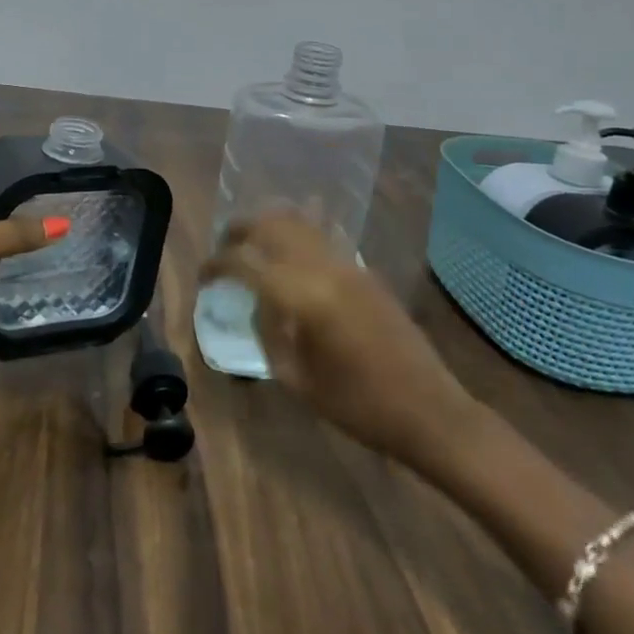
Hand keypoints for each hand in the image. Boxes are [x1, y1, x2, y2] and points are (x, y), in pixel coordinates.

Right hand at [198, 211, 477, 468]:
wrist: (430, 411)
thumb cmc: (357, 405)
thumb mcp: (296, 377)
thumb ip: (267, 331)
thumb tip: (254, 302)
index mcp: (301, 296)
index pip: (244, 262)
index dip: (216, 265)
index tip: (203, 278)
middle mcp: (322, 267)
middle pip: (270, 225)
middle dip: (239, 231)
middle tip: (222, 249)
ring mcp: (348, 264)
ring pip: (299, 221)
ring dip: (268, 224)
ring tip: (250, 242)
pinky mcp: (365, 271)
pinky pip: (323, 236)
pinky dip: (299, 231)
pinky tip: (291, 241)